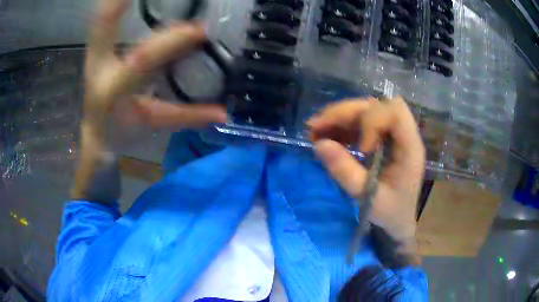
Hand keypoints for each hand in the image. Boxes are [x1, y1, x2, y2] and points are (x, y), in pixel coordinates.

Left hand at [83, 0, 226, 129]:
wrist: (95, 130)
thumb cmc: (121, 130)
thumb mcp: (152, 123)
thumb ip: (185, 115)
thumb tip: (224, 113)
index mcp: (114, 88)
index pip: (143, 60)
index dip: (171, 41)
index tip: (199, 29)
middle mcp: (100, 66)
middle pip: (105, 23)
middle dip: (120, 2)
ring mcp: (95, 53)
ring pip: (103, 17)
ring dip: (117, 0)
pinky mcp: (97, 46)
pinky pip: (105, 18)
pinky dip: (116, 3)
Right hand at [308, 96, 424, 244]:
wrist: (398, 220)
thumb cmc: (390, 213)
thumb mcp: (368, 198)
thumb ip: (345, 172)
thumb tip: (319, 144)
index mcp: (410, 148)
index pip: (395, 113)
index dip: (374, 122)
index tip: (361, 149)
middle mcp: (402, 135)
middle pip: (375, 106)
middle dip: (345, 113)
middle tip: (316, 126)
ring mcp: (390, 135)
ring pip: (365, 111)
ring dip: (339, 117)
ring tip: (314, 130)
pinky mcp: (380, 139)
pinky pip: (359, 123)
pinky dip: (340, 126)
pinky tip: (325, 136)